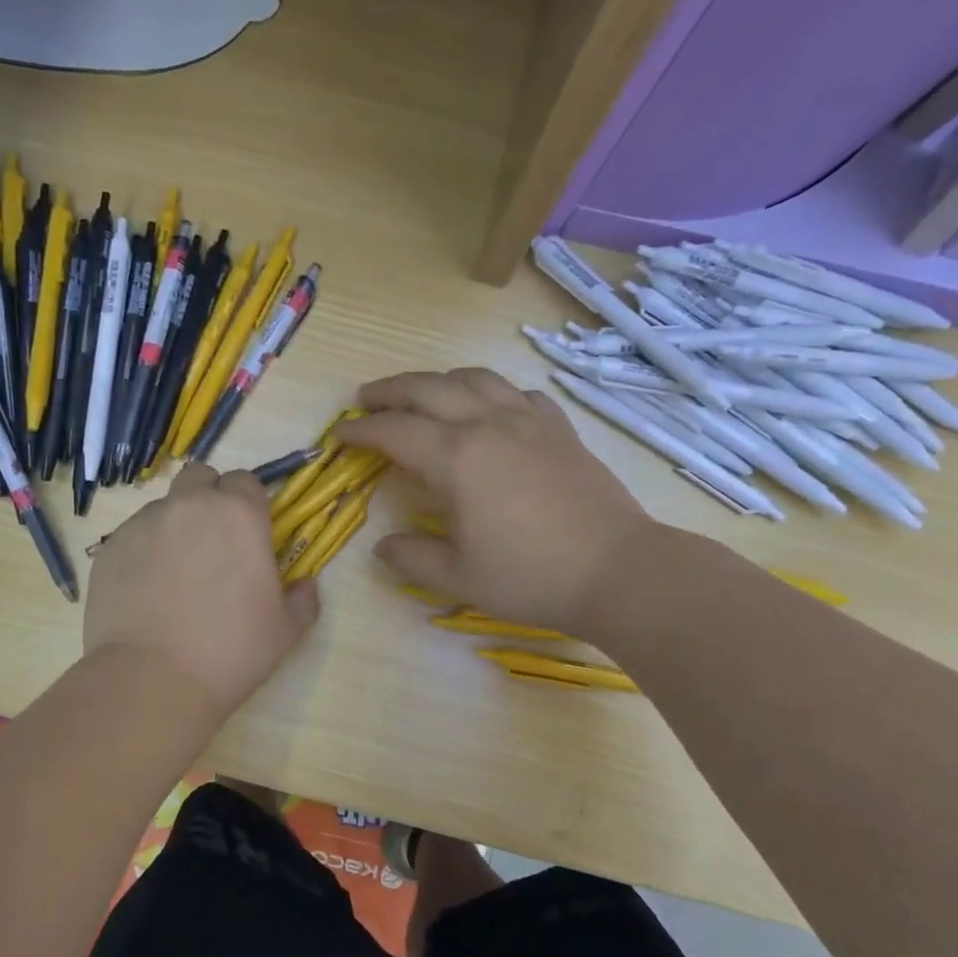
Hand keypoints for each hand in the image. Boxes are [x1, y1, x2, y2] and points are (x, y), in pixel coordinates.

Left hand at [84, 464, 319, 718]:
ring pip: (164, 506)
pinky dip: (143, 551)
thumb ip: (302, 599)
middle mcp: (190, 506)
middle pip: (200, 477)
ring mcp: (144, 524)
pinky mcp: (109, 548)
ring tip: (175, 573)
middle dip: (208, 497)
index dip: (249, 503)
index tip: (249, 533)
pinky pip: (132, 535)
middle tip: (213, 541)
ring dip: (175, 525)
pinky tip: (146, 591)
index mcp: (239, 515)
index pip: (246, 481)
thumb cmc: (230, 651)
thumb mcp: (284, 631)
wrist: (151, 680)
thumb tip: (305, 585)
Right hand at [339, 369, 655, 637]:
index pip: (395, 431)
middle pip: (428, 389)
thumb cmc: (531, 576)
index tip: (340, 435)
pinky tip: (491, 408)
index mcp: (457, 457)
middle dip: (390, 390)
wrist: (617, 571)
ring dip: (439, 380)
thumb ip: (412, 558)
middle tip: (365, 399)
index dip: (362, 431)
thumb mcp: (459, 578)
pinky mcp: (560, 429)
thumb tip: (384, 546)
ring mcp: (529, 421)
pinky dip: (492, 392)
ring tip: (423, 393)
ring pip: (475, 378)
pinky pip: (518, 393)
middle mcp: (488, 424)